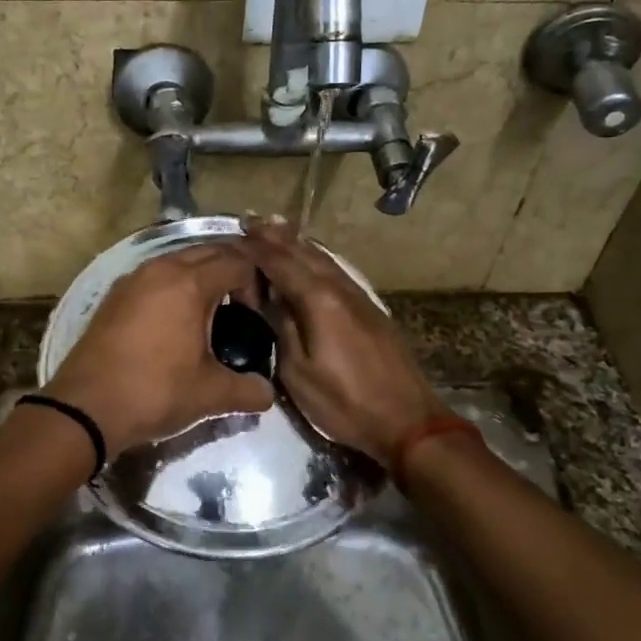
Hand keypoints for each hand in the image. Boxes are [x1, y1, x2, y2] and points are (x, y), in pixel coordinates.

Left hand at [44, 243, 273, 455]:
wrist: (85, 407)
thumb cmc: (154, 392)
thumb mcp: (209, 395)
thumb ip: (248, 390)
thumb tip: (267, 394)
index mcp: (190, 283)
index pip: (237, 262)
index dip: (255, 285)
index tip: (255, 317)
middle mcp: (161, 269)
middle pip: (207, 251)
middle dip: (230, 271)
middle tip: (241, 307)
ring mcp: (132, 279)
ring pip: (177, 260)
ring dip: (199, 276)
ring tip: (209, 312)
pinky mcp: (113, 295)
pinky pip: (153, 276)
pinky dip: (171, 286)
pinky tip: (173, 320)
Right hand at [240, 219, 446, 468]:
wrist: (408, 421)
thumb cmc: (345, 402)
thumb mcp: (299, 372)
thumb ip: (281, 327)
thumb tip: (264, 297)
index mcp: (319, 300)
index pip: (280, 263)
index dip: (256, 248)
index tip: (233, 235)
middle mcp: (340, 288)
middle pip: (304, 252)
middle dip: (276, 236)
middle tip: (250, 219)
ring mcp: (359, 297)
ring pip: (324, 259)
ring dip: (298, 242)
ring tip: (276, 228)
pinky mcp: (370, 309)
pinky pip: (336, 271)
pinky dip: (317, 258)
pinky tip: (312, 258)